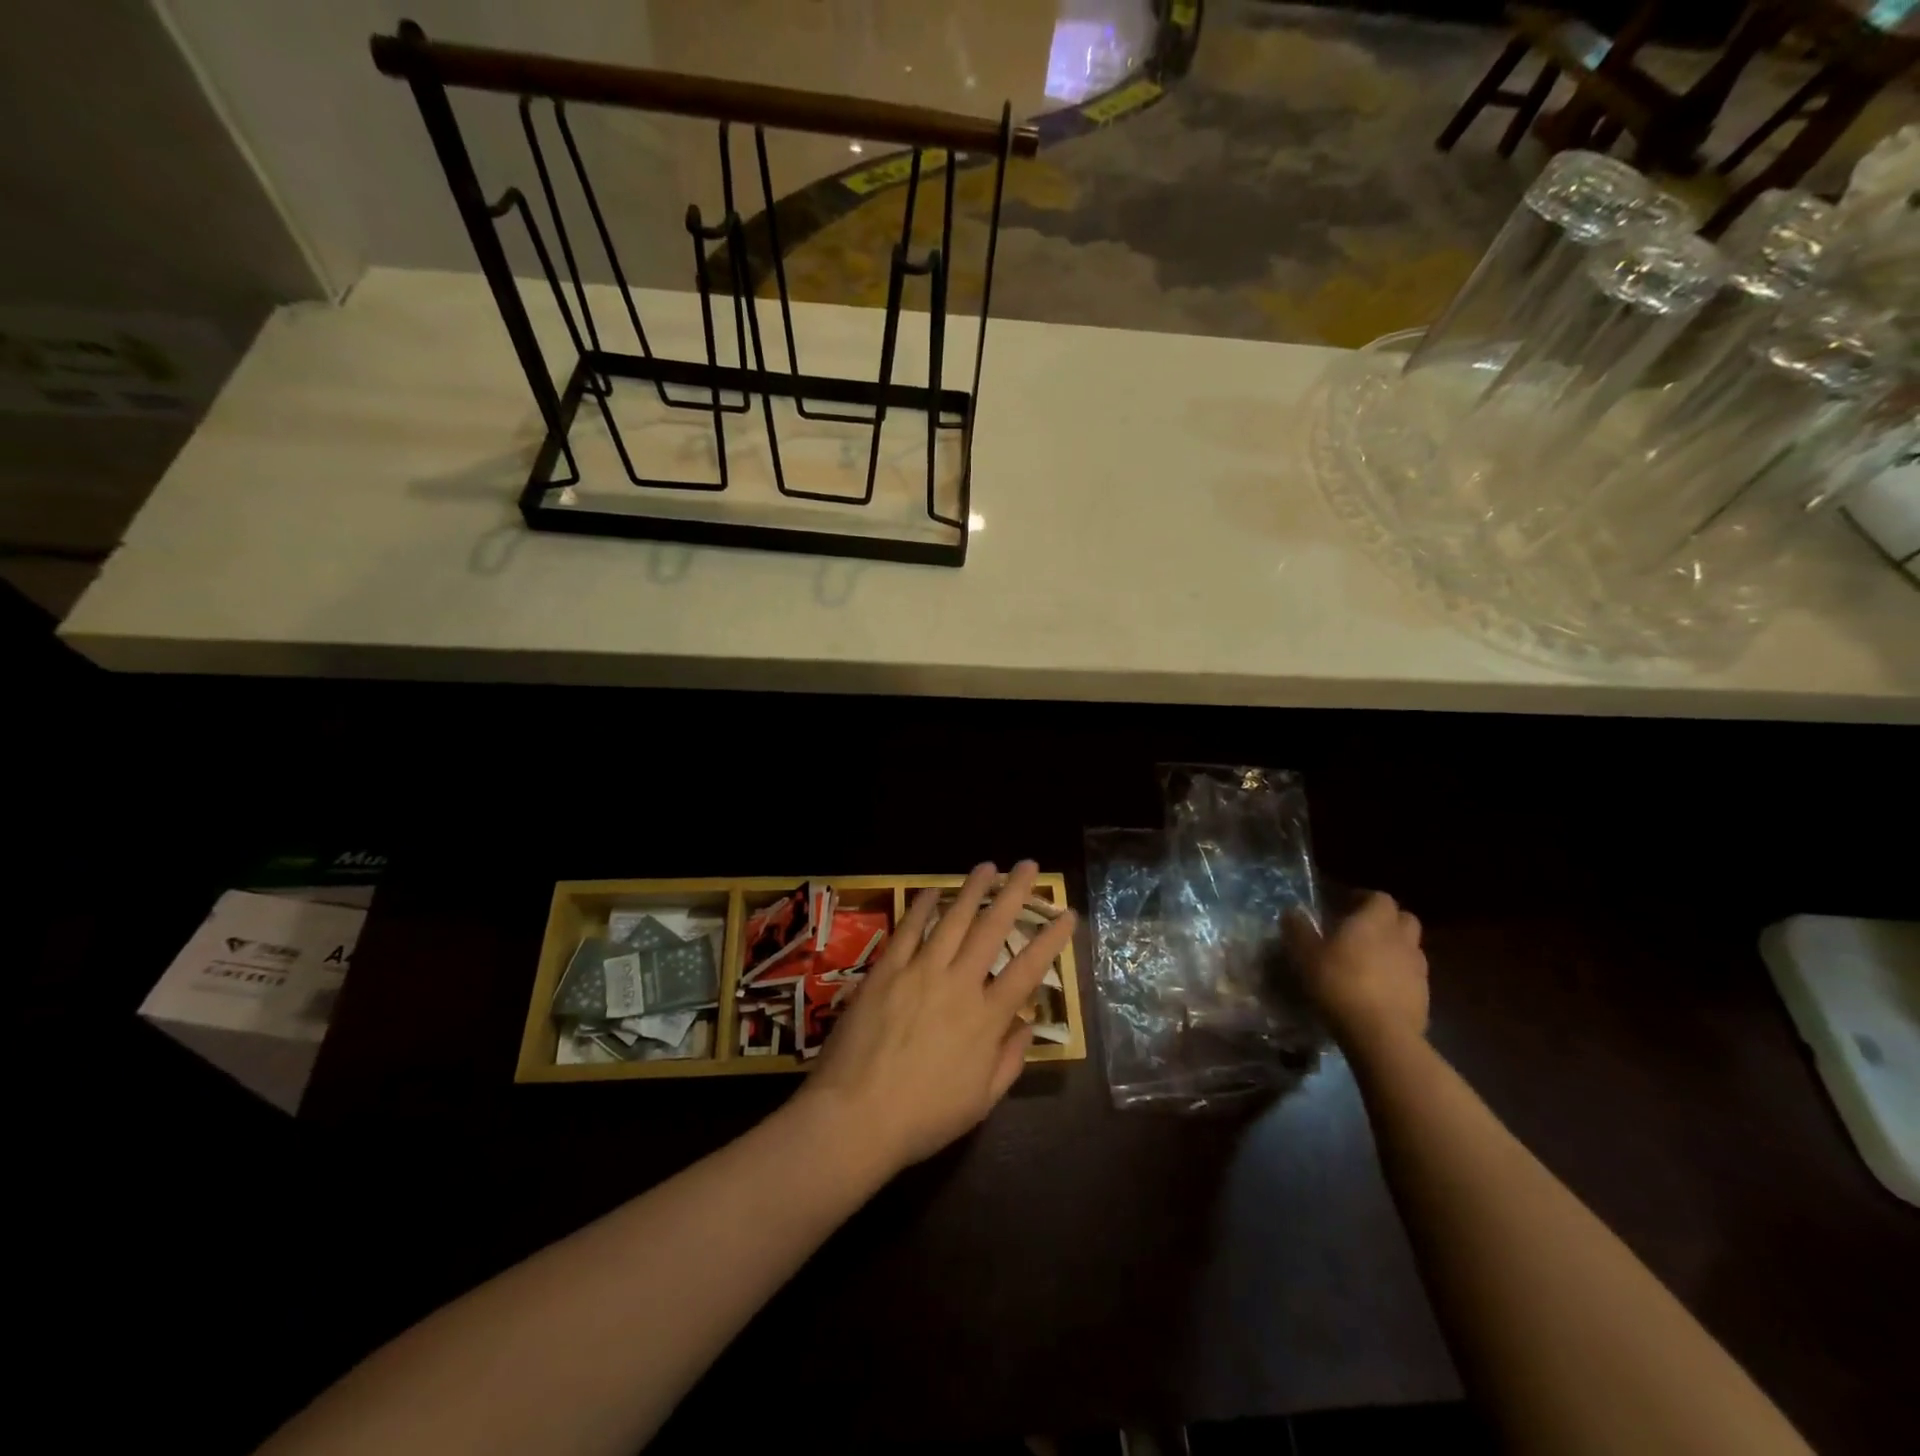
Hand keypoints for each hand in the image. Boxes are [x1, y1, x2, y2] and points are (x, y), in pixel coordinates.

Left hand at [797, 861, 1076, 1176]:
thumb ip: (1009, 1060)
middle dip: (1014, 894)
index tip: (1067, 914)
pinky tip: (933, 891)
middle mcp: (958, 984)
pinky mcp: (886, 971)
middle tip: (1028, 866)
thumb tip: (1026, 1026)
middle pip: (992, 929)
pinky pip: (908, 930)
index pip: (1027, 969)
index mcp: (986, 1019)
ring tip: (987, 866)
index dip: (1050, 940)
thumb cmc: (923, 1117)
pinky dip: (922, 908)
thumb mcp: (981, 1102)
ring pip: (952, 920)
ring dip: (972, 890)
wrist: (855, 1116)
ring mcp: (919, 972)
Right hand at [1285, 891, 1427, 1052]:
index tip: (1345, 905)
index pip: (1379, 897)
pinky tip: (1379, 990)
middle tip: (1363, 930)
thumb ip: (1298, 929)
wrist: (1380, 1034)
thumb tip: (1292, 912)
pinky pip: (1412, 977)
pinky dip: (1399, 976)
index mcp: (1374, 921)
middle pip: (1404, 918)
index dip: (1364, 898)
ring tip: (1370, 962)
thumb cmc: (1339, 983)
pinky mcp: (1424, 997)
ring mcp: (1418, 969)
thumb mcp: (1305, 954)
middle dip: (1386, 920)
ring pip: (1410, 948)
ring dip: (1394, 949)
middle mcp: (1401, 939)